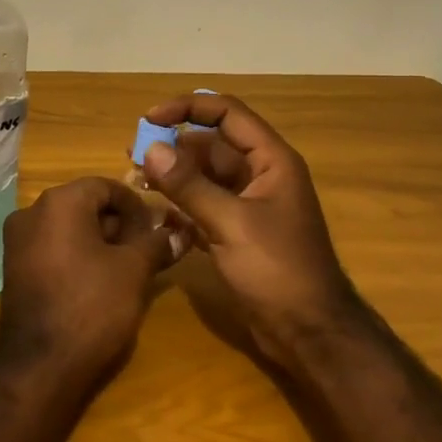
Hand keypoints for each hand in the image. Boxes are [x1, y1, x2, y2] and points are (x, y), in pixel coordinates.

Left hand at [0, 178, 176, 383]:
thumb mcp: (134, 271)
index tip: (157, 230)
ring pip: (68, 227)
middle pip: (85, 204)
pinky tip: (98, 282)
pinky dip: (77, 255)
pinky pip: (52, 247)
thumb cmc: (92, 306)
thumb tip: (179, 233)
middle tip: (146, 251)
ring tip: (127, 269)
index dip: (137, 205)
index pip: (105, 186)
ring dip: (100, 241)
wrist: (39, 366)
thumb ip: (157, 244)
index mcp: (59, 202)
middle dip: (119, 224)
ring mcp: (17, 241)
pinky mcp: (14, 268)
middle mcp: (31, 211)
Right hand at [140, 93, 353, 358]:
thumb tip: (150, 149)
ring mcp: (248, 205)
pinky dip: (180, 205)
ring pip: (204, 176)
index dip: (187, 108)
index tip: (149, 119)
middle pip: (211, 145)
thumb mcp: (230, 223)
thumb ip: (189, 185)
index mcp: (271, 161)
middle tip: (132, 154)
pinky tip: (156, 213)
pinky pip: (203, 205)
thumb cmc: (277, 270)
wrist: (309, 333)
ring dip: (172, 175)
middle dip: (173, 145)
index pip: (226, 114)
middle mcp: (260, 175)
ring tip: (136, 180)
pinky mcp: (237, 232)